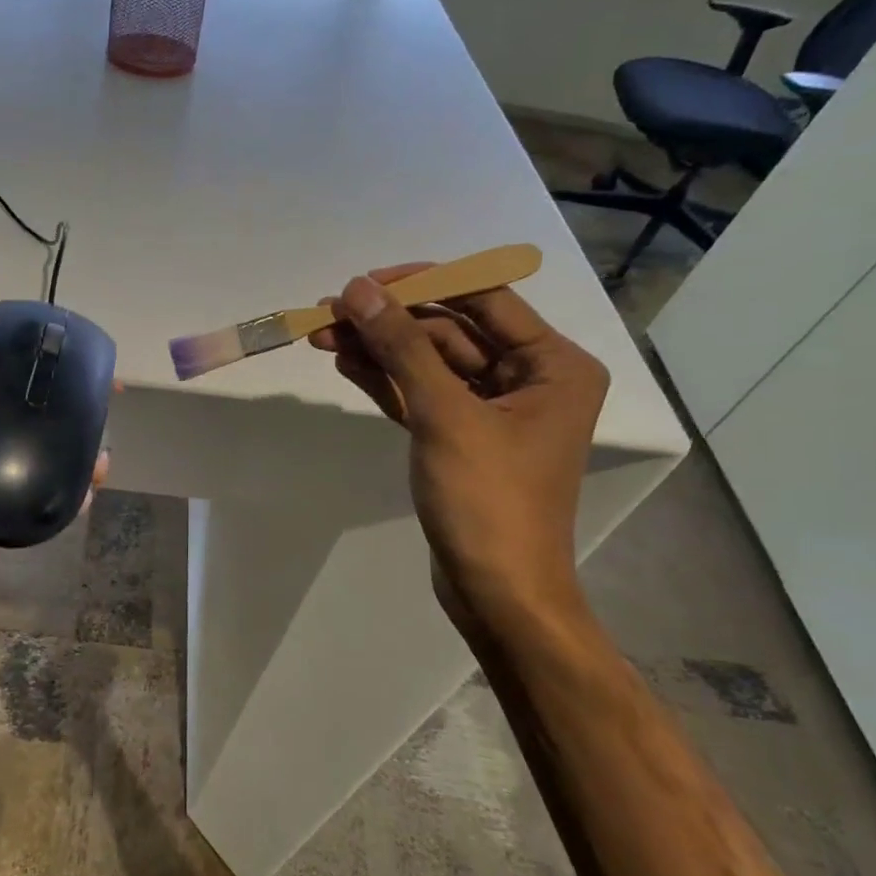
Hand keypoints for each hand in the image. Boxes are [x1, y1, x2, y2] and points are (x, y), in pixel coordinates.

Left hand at [0, 291, 108, 653]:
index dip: (39, 356)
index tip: (80, 354)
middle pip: (26, 411)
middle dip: (66, 405)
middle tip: (106, 404)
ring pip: (38, 454)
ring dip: (72, 450)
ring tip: (102, 456)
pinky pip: (38, 496)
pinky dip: (65, 491)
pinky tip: (89, 490)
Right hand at [312, 264, 608, 630]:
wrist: (497, 592)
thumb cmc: (488, 500)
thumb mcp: (445, 415)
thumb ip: (402, 346)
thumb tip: (358, 289)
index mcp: (554, 364)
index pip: (484, 298)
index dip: (422, 283)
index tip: (363, 282)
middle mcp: (530, 379)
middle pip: (450, 330)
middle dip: (389, 322)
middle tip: (328, 313)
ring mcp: (494, 410)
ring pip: (429, 363)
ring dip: (379, 350)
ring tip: (322, 336)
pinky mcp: (461, 437)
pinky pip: (421, 394)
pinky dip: (386, 380)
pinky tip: (346, 363)